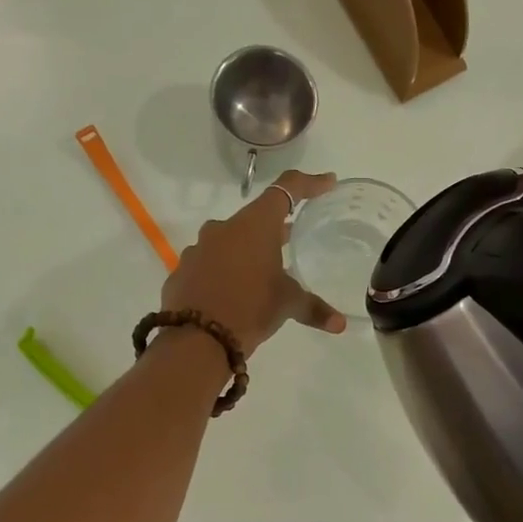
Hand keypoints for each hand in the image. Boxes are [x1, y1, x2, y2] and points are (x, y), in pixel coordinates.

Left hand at [161, 170, 347, 353]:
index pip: (286, 190)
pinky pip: (209, 265)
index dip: (309, 184)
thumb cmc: (250, 309)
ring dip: (246, 252)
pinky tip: (232, 293)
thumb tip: (340, 324)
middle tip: (291, 240)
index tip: (327, 182)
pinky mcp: (183, 271)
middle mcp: (224, 228)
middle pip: (255, 219)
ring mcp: (199, 249)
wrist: (197, 339)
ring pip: (229, 242)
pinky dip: (224, 272)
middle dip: (274, 229)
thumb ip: (314, 309)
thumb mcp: (287, 305)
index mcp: (255, 225)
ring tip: (260, 274)